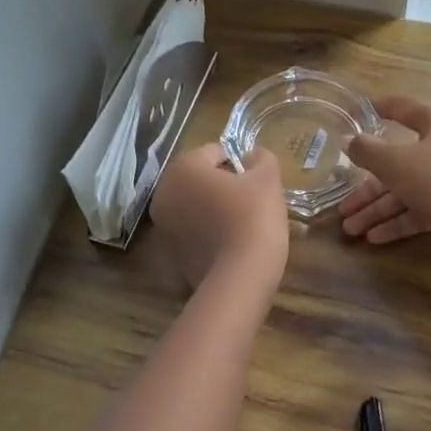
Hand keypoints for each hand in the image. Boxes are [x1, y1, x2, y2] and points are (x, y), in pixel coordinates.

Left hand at [151, 144, 289, 289]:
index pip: (214, 152)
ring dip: (215, 209)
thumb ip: (261, 158)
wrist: (241, 277)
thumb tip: (252, 156)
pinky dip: (209, 233)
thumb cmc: (253, 217)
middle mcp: (163, 194)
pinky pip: (193, 232)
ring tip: (243, 224)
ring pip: (195, 206)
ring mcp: (163, 227)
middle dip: (224, 186)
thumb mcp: (268, 178)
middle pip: (200, 179)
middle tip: (251, 201)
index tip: (256, 182)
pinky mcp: (171, 254)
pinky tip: (231, 244)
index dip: (239, 163)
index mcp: (182, 168)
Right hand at [339, 96, 430, 244]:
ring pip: (406, 191)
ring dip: (377, 210)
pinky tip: (374, 238)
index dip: (379, 109)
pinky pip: (420, 209)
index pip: (403, 109)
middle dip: (366, 190)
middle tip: (342, 206)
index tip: (358, 112)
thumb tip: (348, 141)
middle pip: (397, 164)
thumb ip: (367, 151)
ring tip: (350, 229)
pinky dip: (398, 221)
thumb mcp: (394, 162)